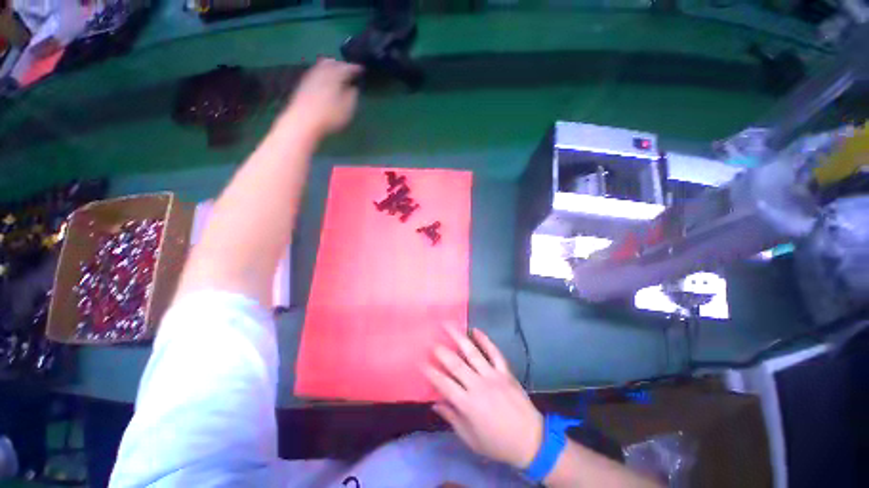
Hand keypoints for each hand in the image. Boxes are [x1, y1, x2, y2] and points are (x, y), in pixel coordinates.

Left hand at [282, 58, 362, 136]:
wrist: (303, 120)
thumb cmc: (330, 116)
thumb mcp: (348, 109)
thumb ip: (352, 96)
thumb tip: (353, 87)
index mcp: (335, 76)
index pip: (347, 68)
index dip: (355, 68)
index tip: (362, 69)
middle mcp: (322, 72)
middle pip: (333, 63)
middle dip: (342, 65)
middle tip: (349, 69)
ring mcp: (311, 76)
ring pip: (322, 65)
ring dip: (331, 66)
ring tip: (337, 71)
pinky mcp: (304, 83)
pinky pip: (316, 72)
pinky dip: (323, 72)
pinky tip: (324, 79)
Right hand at [424, 326, 542, 469]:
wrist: (531, 440)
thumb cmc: (497, 443)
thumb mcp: (471, 439)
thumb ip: (452, 418)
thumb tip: (435, 403)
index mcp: (468, 404)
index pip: (444, 384)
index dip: (430, 371)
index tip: (420, 361)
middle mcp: (478, 385)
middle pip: (455, 364)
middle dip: (441, 350)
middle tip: (430, 339)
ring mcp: (493, 375)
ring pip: (473, 352)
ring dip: (459, 337)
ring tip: (448, 324)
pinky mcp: (505, 371)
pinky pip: (494, 352)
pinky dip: (485, 340)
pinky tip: (475, 330)